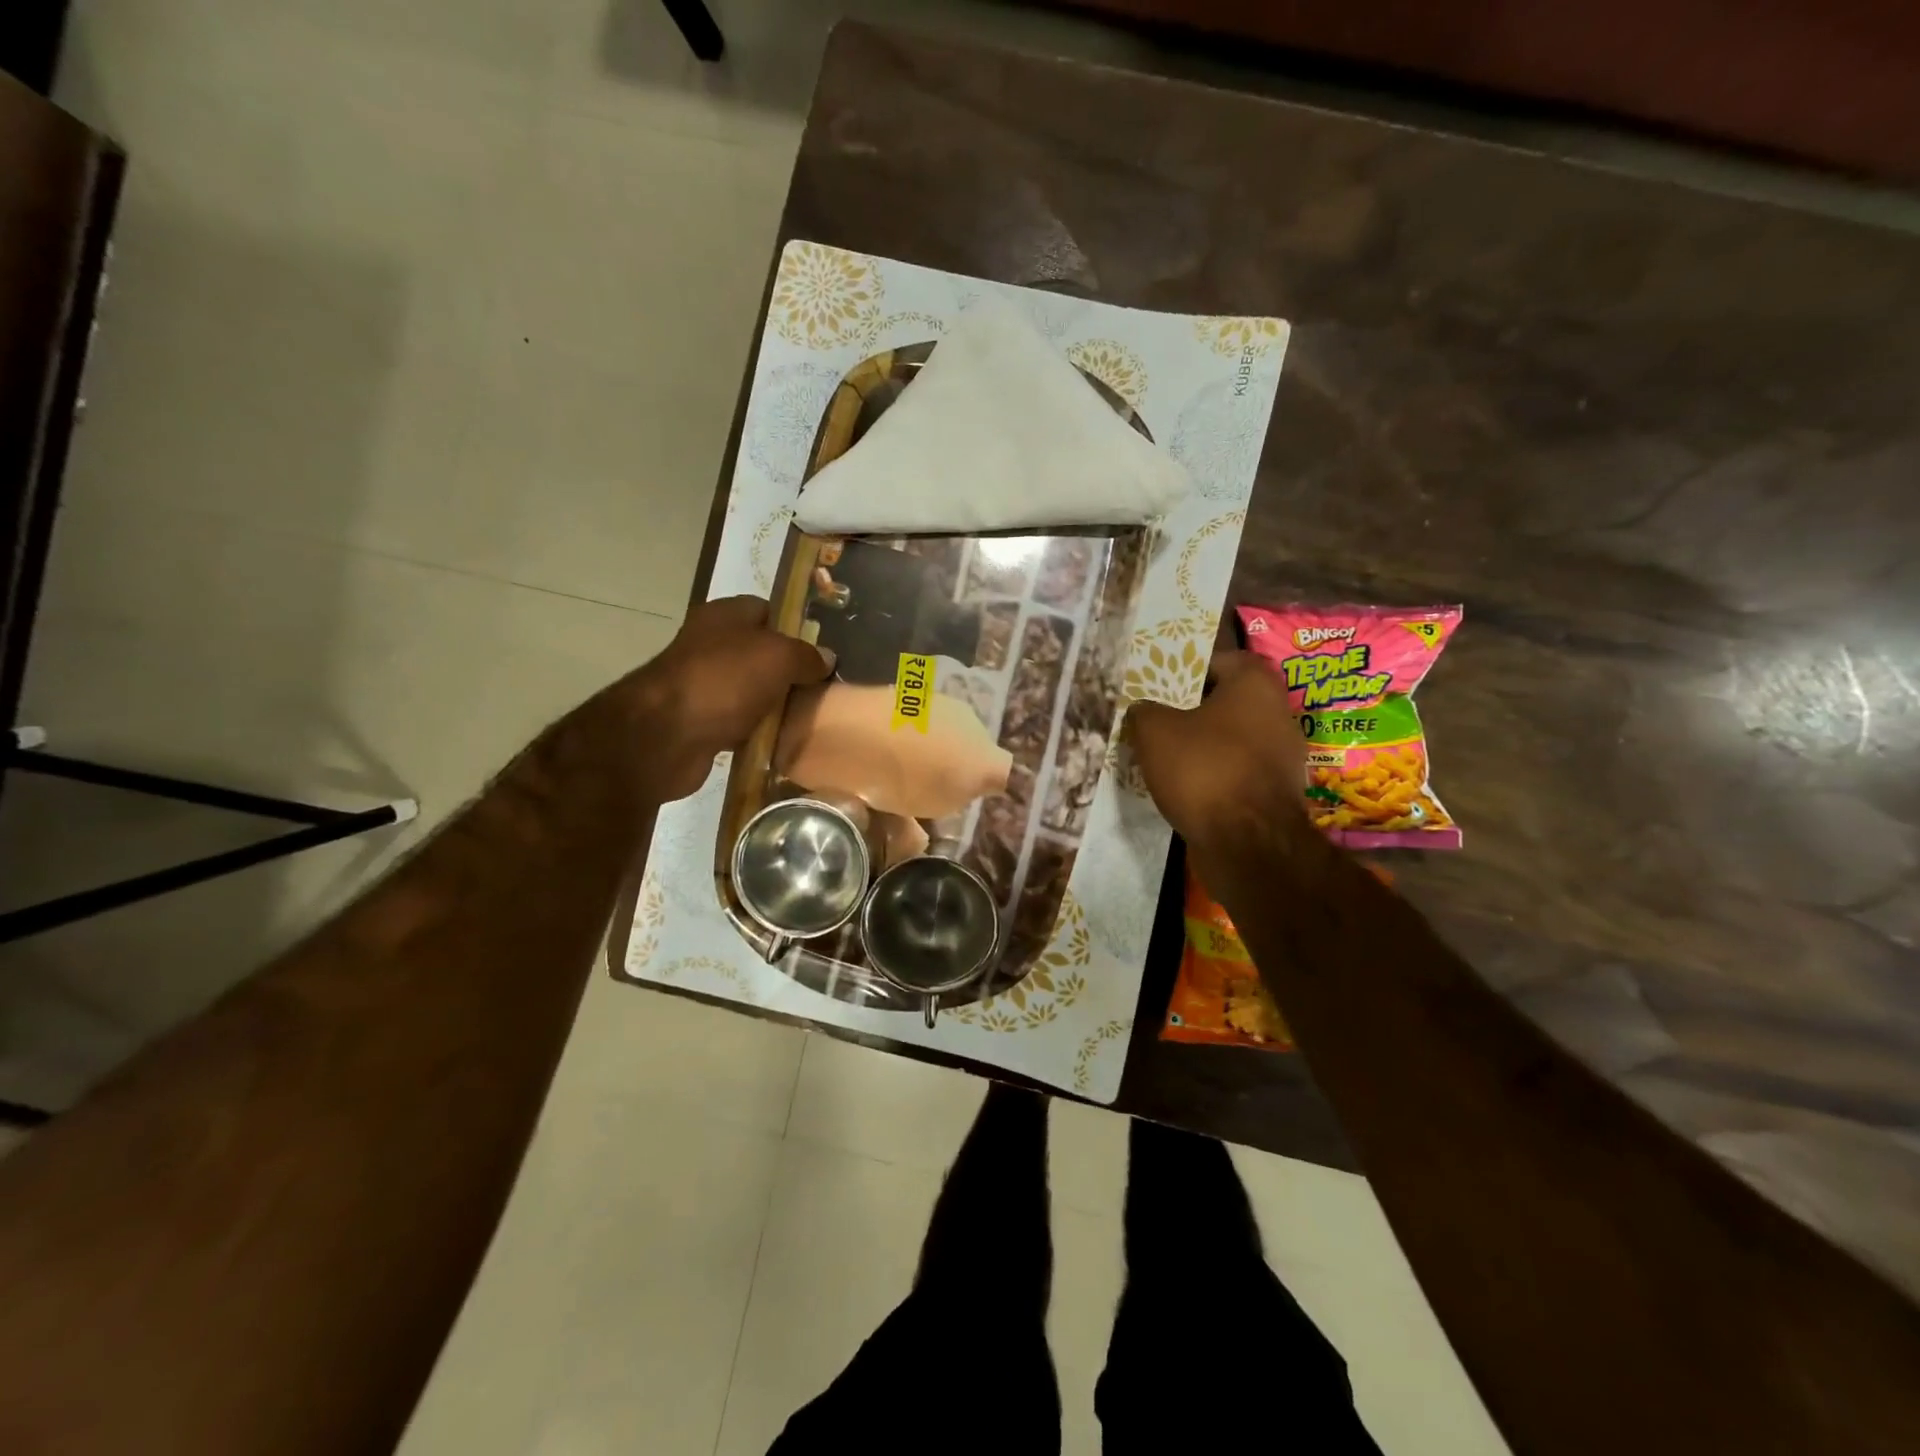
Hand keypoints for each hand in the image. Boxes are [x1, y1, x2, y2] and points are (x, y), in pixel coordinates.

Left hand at [631, 595, 834, 800]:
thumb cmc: (723, 681)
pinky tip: (783, 740)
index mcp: (724, 615)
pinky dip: (759, 731)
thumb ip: (806, 655)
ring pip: (754, 691)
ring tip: (811, 716)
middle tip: (825, 686)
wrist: (665, 736)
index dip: (797, 626)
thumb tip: (827, 659)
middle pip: (763, 654)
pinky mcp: (702, 721)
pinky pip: (742, 722)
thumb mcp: (778, 656)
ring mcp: (704, 684)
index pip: (768, 610)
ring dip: (777, 705)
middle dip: (792, 671)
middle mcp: (711, 644)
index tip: (825, 649)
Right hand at [1127, 651, 1306, 850]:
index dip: (1190, 668)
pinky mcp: (1276, 791)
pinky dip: (1216, 774)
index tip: (1163, 683)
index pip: (1223, 660)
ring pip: (1234, 738)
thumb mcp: (1154, 732)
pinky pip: (1239, 770)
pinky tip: (1188, 786)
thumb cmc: (1204, 769)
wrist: (1248, 843)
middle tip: (1159, 719)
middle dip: (1194, 709)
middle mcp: (1278, 713)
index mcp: (1255, 685)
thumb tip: (1144, 710)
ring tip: (1167, 755)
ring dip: (1205, 744)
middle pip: (1229, 701)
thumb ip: (1144, 712)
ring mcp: (1283, 756)